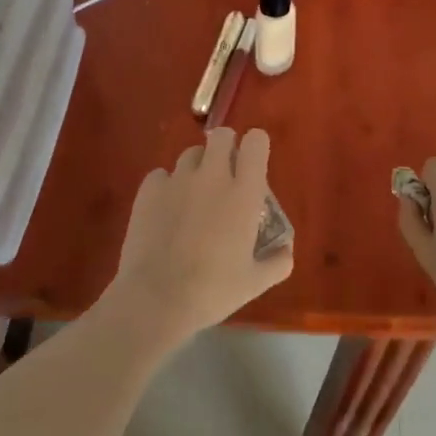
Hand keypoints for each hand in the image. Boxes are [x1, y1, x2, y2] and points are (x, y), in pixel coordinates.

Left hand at [105, 128, 292, 347]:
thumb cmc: (212, 291)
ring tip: (194, 195)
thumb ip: (278, 262)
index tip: (253, 163)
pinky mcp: (149, 190)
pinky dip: (167, 186)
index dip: (256, 146)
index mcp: (244, 192)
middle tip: (225, 174)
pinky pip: (162, 175)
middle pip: (221, 135)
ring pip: (191, 154)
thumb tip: (287, 250)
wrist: (156, 300)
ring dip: (198, 167)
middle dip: (225, 147)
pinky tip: (166, 210)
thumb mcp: (255, 282)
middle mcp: (212, 176)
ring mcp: (178, 180)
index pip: (256, 141)